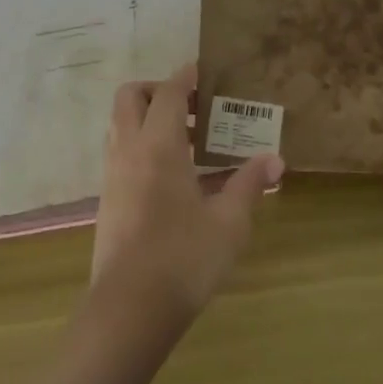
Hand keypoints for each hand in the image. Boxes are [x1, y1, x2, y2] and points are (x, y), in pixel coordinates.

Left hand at [91, 65, 284, 325]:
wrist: (128, 312)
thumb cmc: (183, 258)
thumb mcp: (228, 222)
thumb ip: (249, 184)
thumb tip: (275, 160)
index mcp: (158, 145)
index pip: (167, 92)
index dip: (185, 76)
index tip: (204, 71)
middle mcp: (129, 150)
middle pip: (130, 97)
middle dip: (156, 90)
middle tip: (190, 107)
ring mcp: (113, 176)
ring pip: (121, 125)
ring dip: (147, 118)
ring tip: (186, 140)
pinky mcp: (108, 201)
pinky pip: (121, 153)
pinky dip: (141, 146)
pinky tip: (172, 176)